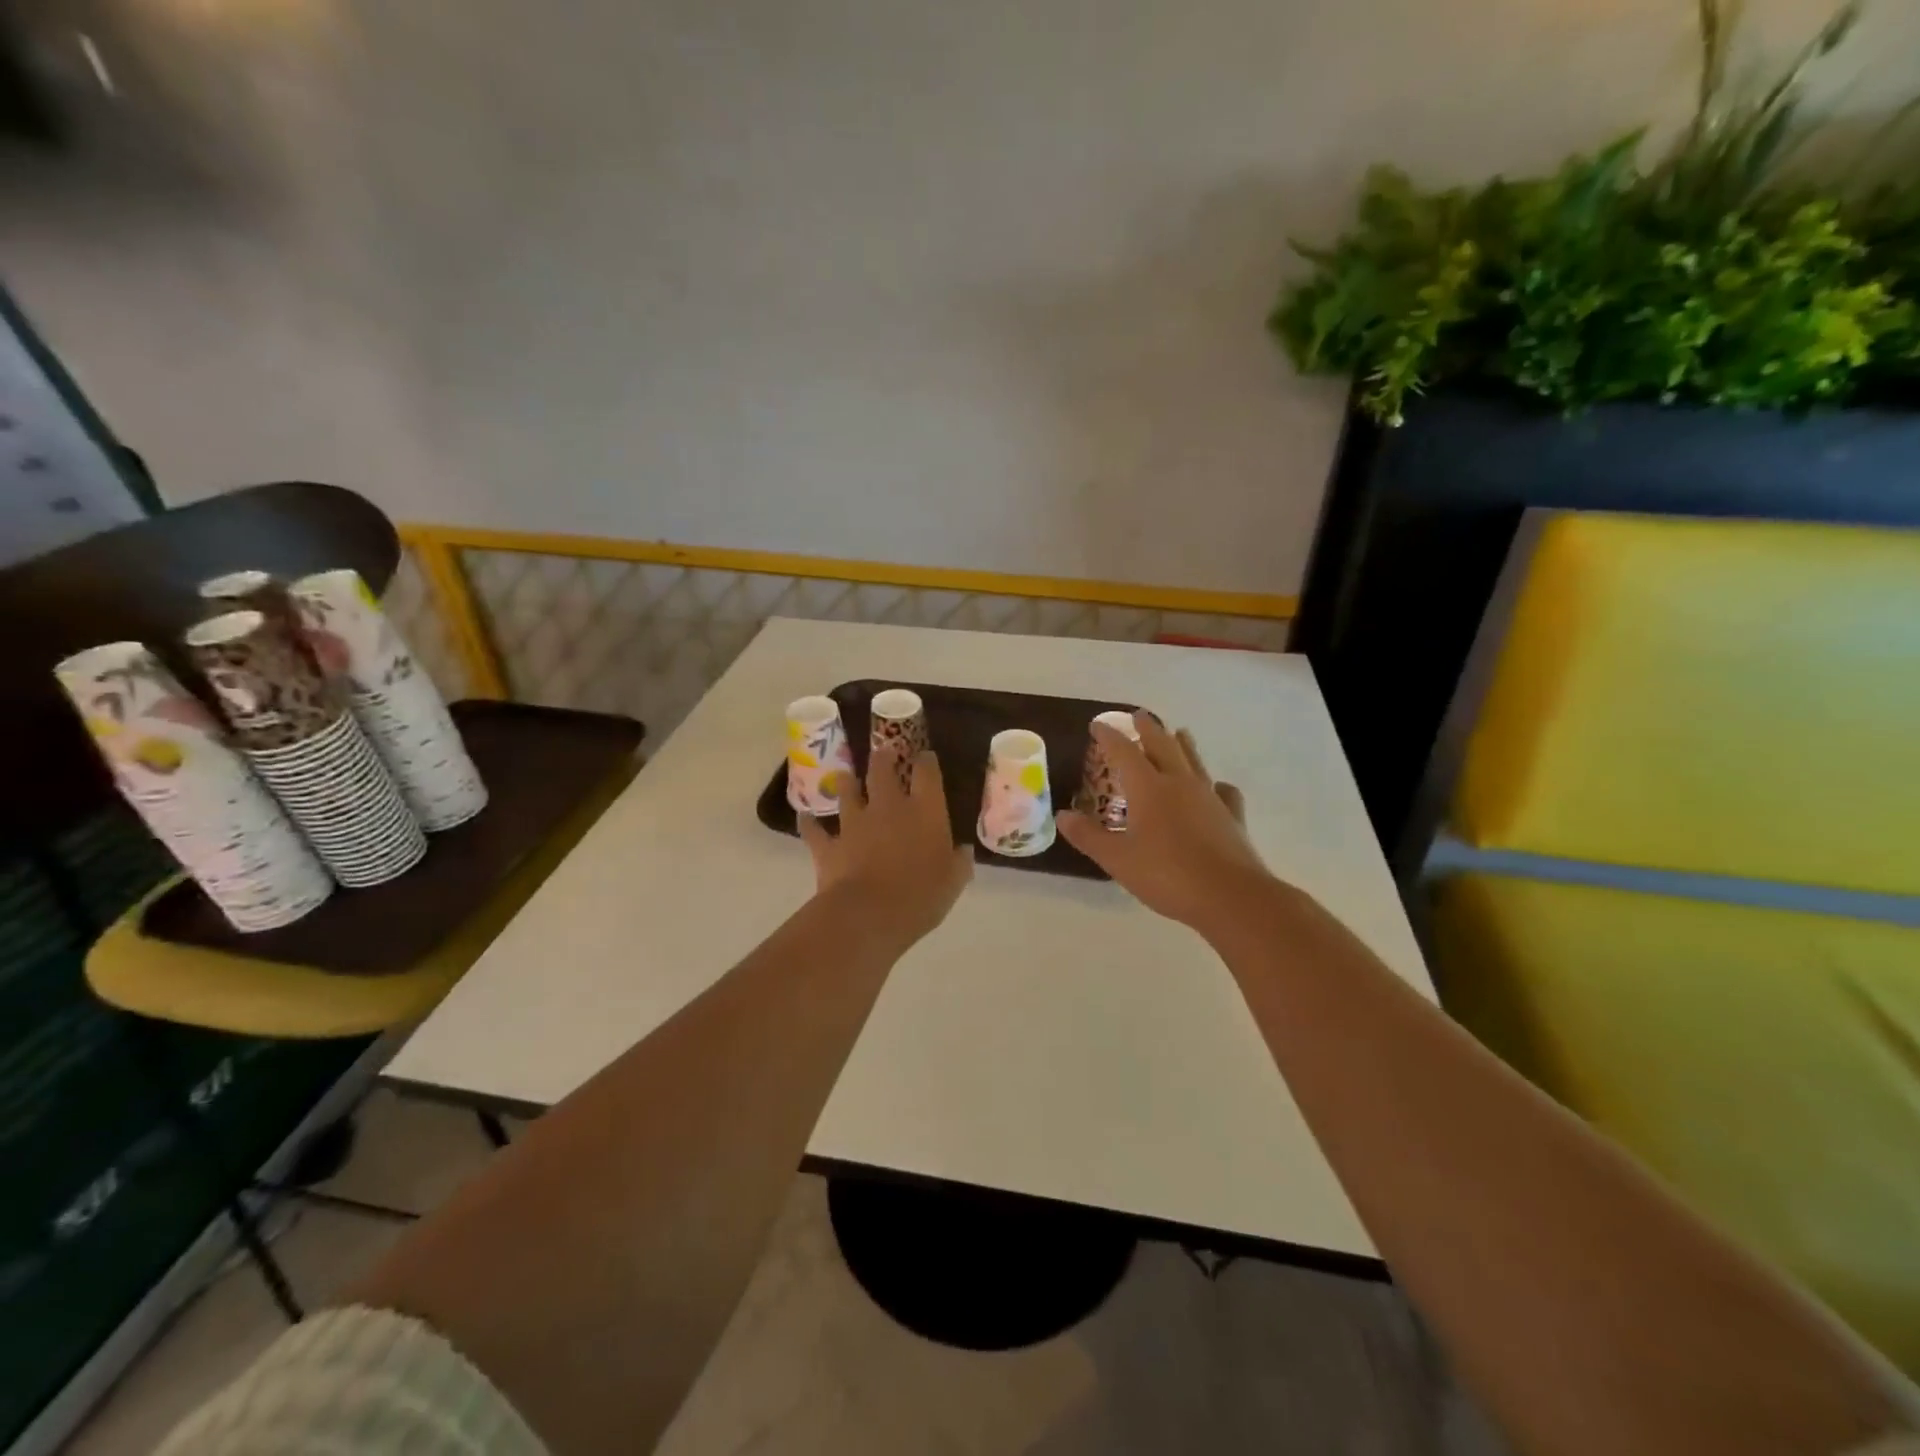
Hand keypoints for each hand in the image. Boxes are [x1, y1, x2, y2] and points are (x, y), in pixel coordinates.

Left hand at [800, 747, 973, 947]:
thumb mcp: (953, 882)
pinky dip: (810, 823)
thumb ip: (959, 862)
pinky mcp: (829, 844)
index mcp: (925, 811)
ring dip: (848, 782)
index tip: (925, 757)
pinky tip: (806, 817)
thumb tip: (963, 850)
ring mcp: (854, 823)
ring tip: (848, 776)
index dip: (926, 761)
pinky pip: (814, 829)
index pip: (927, 772)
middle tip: (883, 752)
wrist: (869, 914)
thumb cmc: (921, 896)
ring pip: (847, 790)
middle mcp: (888, 807)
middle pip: (882, 769)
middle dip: (883, 757)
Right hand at [1057, 714, 1273, 934]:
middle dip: (1148, 728)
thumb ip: (1089, 836)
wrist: (1230, 896)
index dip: (1109, 737)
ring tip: (1180, 732)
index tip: (1097, 724)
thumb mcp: (1117, 859)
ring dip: (1183, 744)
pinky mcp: (1232, 817)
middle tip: (1139, 715)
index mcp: (1149, 788)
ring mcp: (1210, 798)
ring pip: (1194, 761)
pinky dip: (1217, 785)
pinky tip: (1218, 788)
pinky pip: (1224, 792)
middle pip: (1163, 745)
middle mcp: (1180, 783)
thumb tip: (1062, 815)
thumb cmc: (1167, 875)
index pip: (1124, 752)